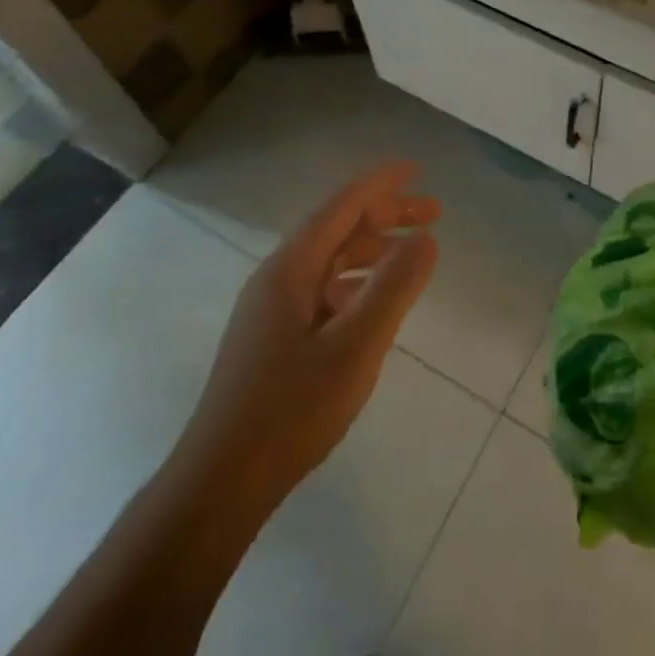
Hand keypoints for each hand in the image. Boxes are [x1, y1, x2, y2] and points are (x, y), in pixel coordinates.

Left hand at [172, 162, 439, 519]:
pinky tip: (375, 303)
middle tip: (434, 215)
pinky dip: (356, 282)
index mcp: (290, 269)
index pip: (341, 206)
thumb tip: (426, 239)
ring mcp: (271, 309)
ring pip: (330, 260)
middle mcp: (277, 278)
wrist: (221, 485)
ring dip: (373, 249)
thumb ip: (394, 288)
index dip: (381, 184)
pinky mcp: (273, 338)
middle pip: (337, 228)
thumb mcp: (356, 346)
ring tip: (413, 255)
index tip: (417, 170)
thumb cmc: (291, 411)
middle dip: (385, 215)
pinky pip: (322, 290)